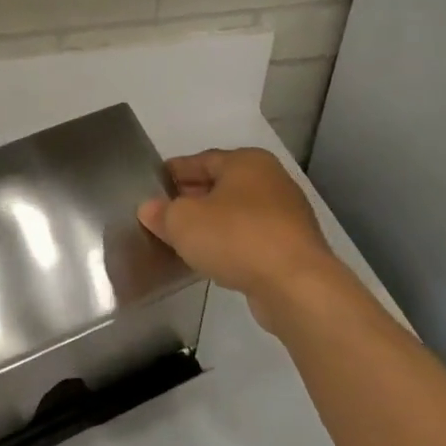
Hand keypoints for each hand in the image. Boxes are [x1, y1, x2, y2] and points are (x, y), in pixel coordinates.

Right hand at [137, 148, 337, 301]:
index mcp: (247, 162)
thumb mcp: (182, 221)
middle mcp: (271, 180)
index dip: (173, 173)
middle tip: (163, 214)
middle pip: (221, 185)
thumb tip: (150, 209)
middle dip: (192, 199)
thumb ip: (162, 212)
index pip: (201, 160)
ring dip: (212, 224)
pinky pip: (251, 238)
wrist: (295, 285)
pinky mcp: (293, 247)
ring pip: (237, 213)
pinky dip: (231, 244)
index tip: (152, 187)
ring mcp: (287, 215)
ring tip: (184, 239)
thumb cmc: (235, 237)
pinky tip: (212, 259)